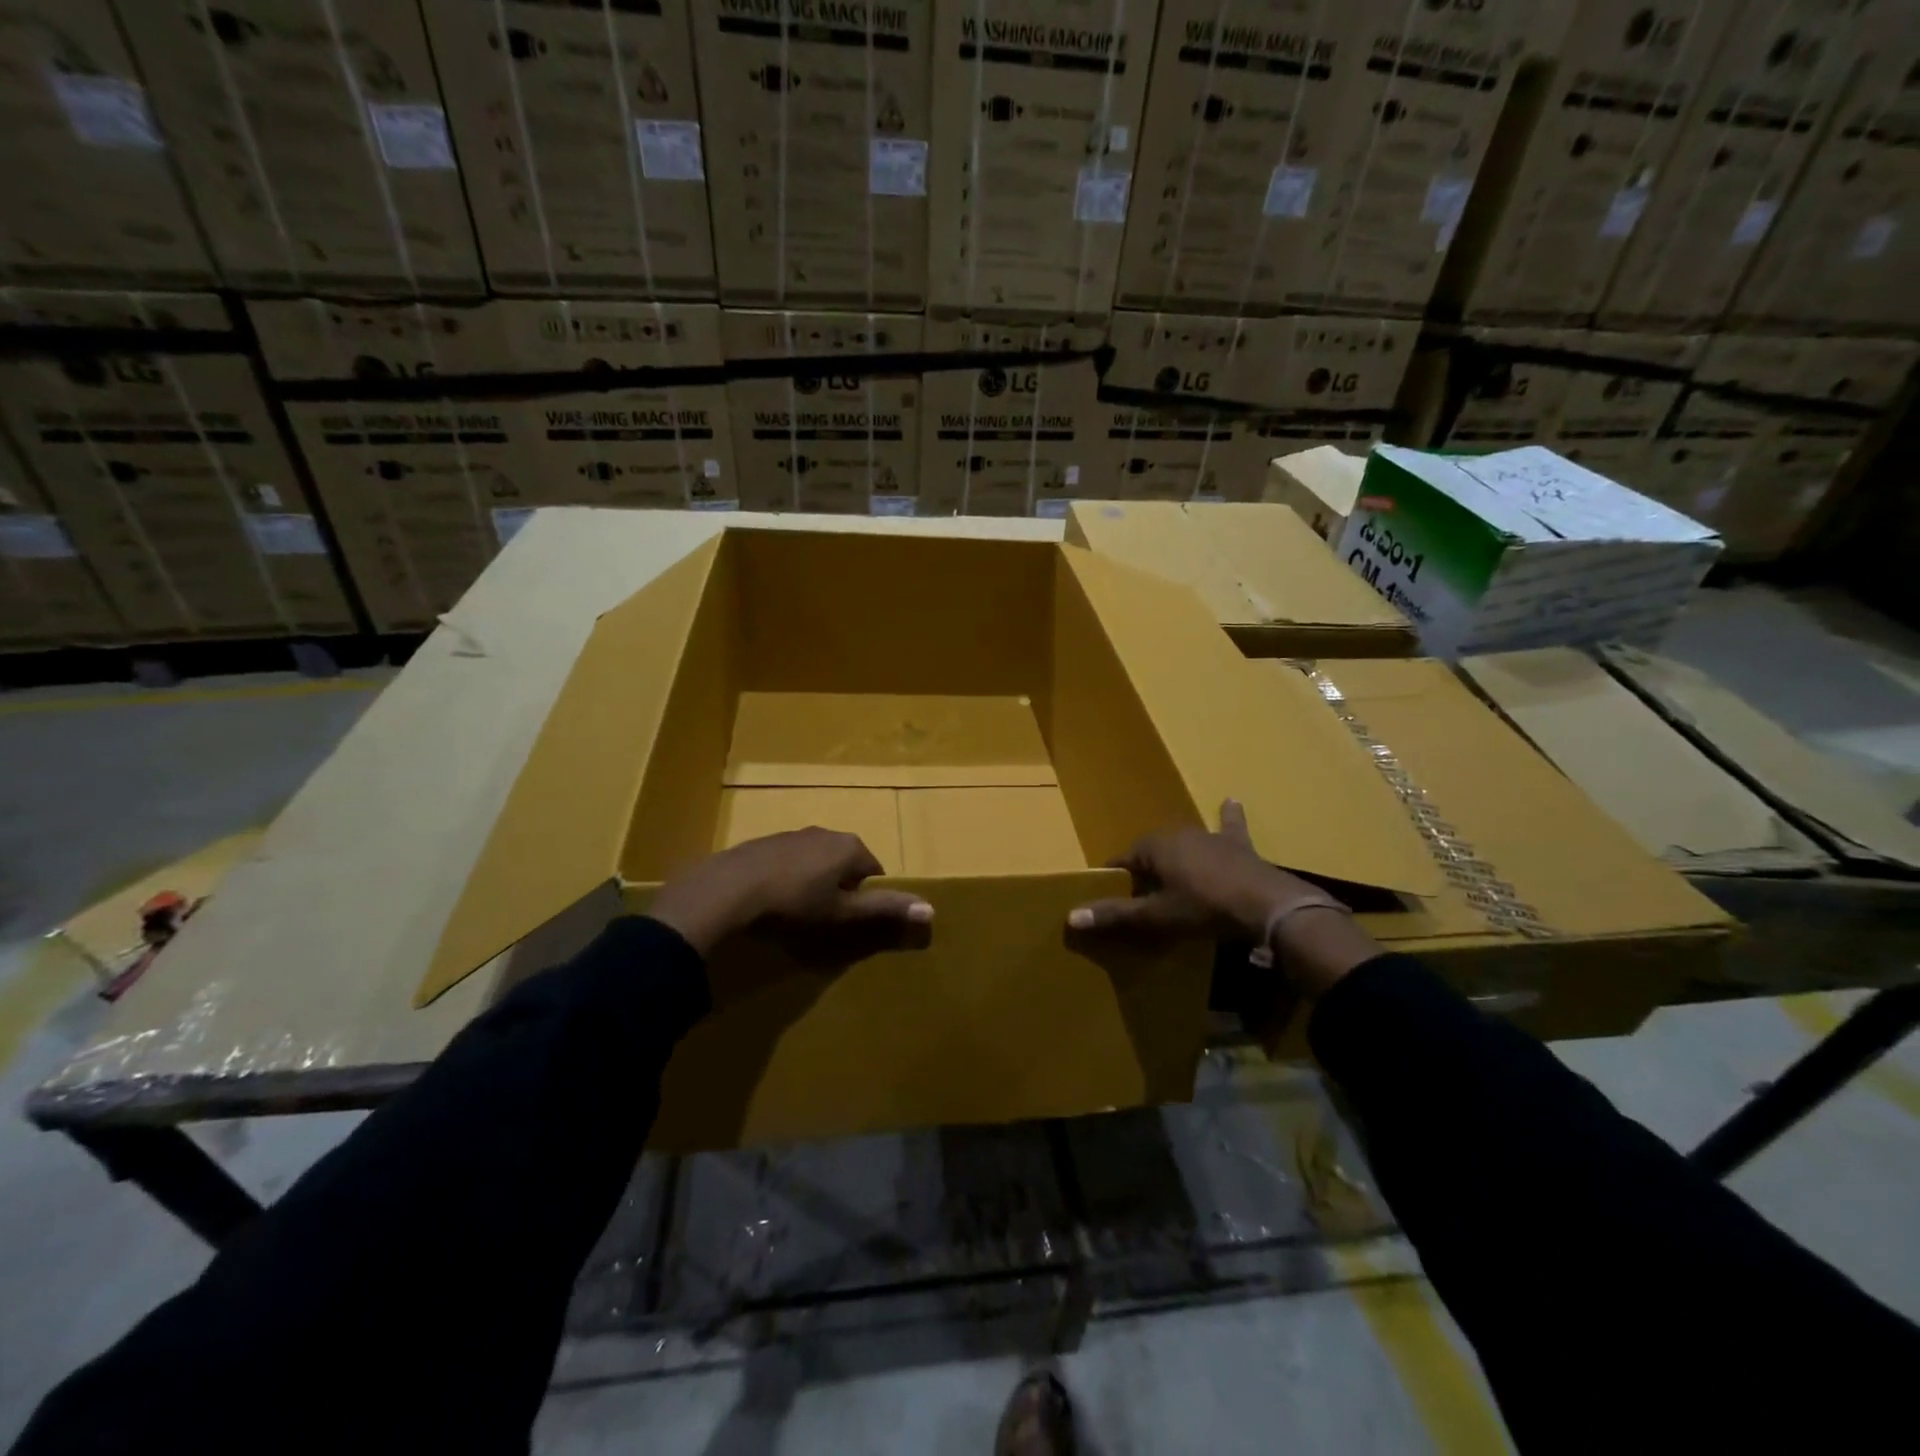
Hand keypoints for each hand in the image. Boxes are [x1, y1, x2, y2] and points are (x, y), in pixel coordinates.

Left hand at [648, 829, 931, 955]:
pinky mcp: (764, 842)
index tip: (851, 920)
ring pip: (816, 861)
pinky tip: (773, 900)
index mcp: (850, 847)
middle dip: (841, 887)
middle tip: (825, 918)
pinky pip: (788, 861)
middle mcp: (825, 832)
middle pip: (846, 863)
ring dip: (814, 881)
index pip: (875, 871)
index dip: (867, 898)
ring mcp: (793, 835)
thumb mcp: (843, 914)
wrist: (729, 890)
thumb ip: (885, 910)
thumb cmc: (795, 904)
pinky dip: (787, 878)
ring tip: (798, 912)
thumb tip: (931, 909)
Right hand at [1067, 799, 1379, 994]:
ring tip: (1172, 877)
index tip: (1111, 900)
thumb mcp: (1156, 916)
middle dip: (1145, 871)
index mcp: (1153, 847)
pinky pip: (1229, 826)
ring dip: (1176, 857)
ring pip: (1183, 844)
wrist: (1265, 905)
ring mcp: (1209, 836)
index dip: (1115, 881)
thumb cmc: (1203, 908)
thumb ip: (1115, 914)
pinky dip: (1229, 817)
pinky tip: (1232, 801)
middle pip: (1152, 853)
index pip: (1122, 861)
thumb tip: (1071, 916)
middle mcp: (1177, 832)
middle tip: (1144, 898)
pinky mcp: (1238, 844)